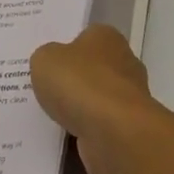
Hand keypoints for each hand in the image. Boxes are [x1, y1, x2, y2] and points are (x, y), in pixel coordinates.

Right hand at [30, 24, 163, 173]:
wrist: (114, 132)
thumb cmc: (80, 84)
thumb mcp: (45, 60)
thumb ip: (45, 57)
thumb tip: (53, 64)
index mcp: (106, 36)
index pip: (84, 37)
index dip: (64, 49)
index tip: (47, 64)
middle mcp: (123, 61)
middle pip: (91, 68)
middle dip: (72, 80)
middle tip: (44, 90)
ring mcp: (129, 96)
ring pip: (95, 98)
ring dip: (78, 108)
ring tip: (49, 117)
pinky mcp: (128, 126)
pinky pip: (98, 125)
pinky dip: (84, 130)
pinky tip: (64, 137)